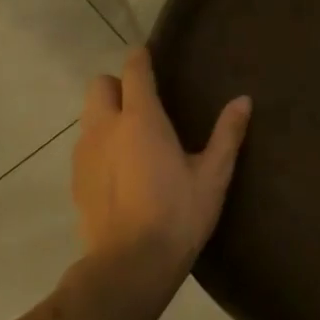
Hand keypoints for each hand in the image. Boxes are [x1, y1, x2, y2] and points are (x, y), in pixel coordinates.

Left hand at [70, 48, 250, 289]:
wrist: (130, 264)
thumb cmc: (178, 214)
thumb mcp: (213, 175)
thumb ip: (227, 134)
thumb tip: (244, 100)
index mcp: (141, 120)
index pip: (133, 72)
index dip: (140, 58)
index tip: (148, 54)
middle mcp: (106, 128)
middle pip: (100, 86)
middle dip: (118, 85)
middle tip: (144, 104)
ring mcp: (84, 154)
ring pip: (89, 116)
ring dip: (107, 115)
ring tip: (134, 139)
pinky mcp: (75, 180)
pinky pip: (85, 146)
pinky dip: (100, 145)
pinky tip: (121, 170)